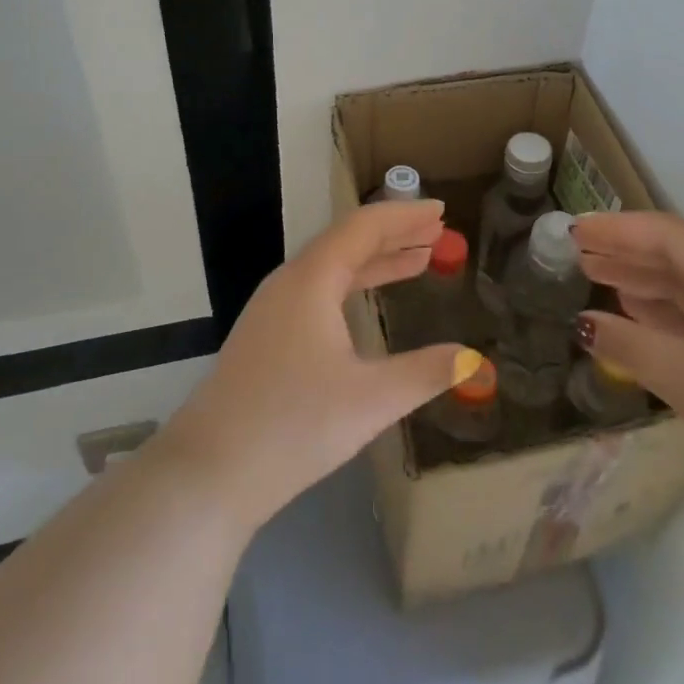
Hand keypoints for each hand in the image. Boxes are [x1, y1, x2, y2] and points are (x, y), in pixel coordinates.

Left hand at [156, 200, 473, 531]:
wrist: (208, 472)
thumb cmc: (292, 425)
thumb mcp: (369, 400)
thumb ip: (425, 373)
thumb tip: (474, 359)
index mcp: (311, 280)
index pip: (363, 227)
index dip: (404, 216)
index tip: (441, 210)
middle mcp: (289, 283)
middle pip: (347, 242)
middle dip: (395, 235)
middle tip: (437, 231)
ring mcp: (272, 310)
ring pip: (332, 269)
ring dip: (376, 261)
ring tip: (418, 259)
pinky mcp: (266, 337)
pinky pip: (319, 293)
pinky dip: (353, 287)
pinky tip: (366, 305)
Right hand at [573, 211, 683, 542]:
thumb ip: (633, 346)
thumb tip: (583, 324)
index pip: (674, 238)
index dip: (622, 230)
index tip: (577, 228)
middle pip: (679, 260)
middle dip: (628, 252)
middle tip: (578, 250)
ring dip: (640, 282)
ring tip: (593, 274)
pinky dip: (658, 318)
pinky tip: (630, 314)